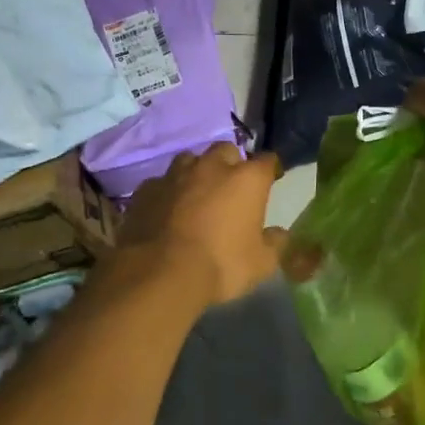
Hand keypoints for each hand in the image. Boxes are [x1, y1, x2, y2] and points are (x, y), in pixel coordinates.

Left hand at [115, 144, 286, 307]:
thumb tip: (279, 234)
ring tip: (195, 194)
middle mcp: (211, 167)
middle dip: (230, 163)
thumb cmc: (221, 265)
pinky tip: (165, 210)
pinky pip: (160, 183)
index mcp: (247, 179)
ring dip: (196, 172)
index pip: (267, 161)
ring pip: (189, 160)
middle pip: (225, 150)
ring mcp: (175, 175)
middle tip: (229, 186)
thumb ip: (274, 244)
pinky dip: (167, 192)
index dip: (269, 170)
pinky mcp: (146, 190)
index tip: (270, 181)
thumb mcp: (261, 263)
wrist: (160, 274)